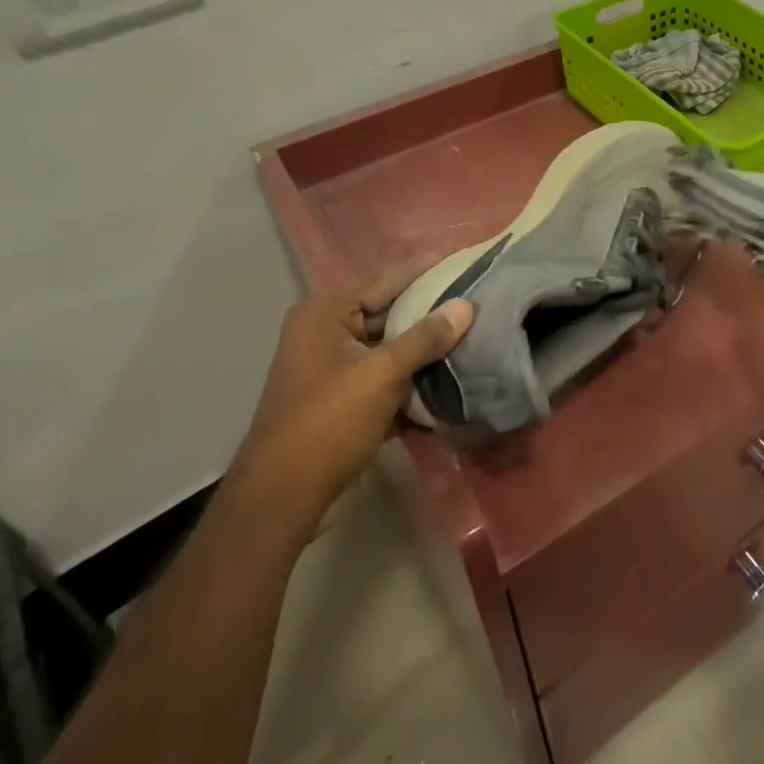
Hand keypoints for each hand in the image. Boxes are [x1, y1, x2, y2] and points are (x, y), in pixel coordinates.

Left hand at [228, 269, 473, 539]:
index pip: (388, 280)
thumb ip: (426, 337)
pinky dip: (412, 380)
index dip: (428, 273)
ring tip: (476, 340)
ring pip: (391, 348)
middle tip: (480, 306)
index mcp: (326, 312)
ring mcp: (333, 367)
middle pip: (390, 313)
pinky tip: (450, 382)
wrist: (283, 498)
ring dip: (426, 352)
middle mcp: (326, 331)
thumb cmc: (329, 422)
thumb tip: (466, 305)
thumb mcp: (382, 373)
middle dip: (432, 315)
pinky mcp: (343, 399)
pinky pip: (385, 377)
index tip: (469, 265)